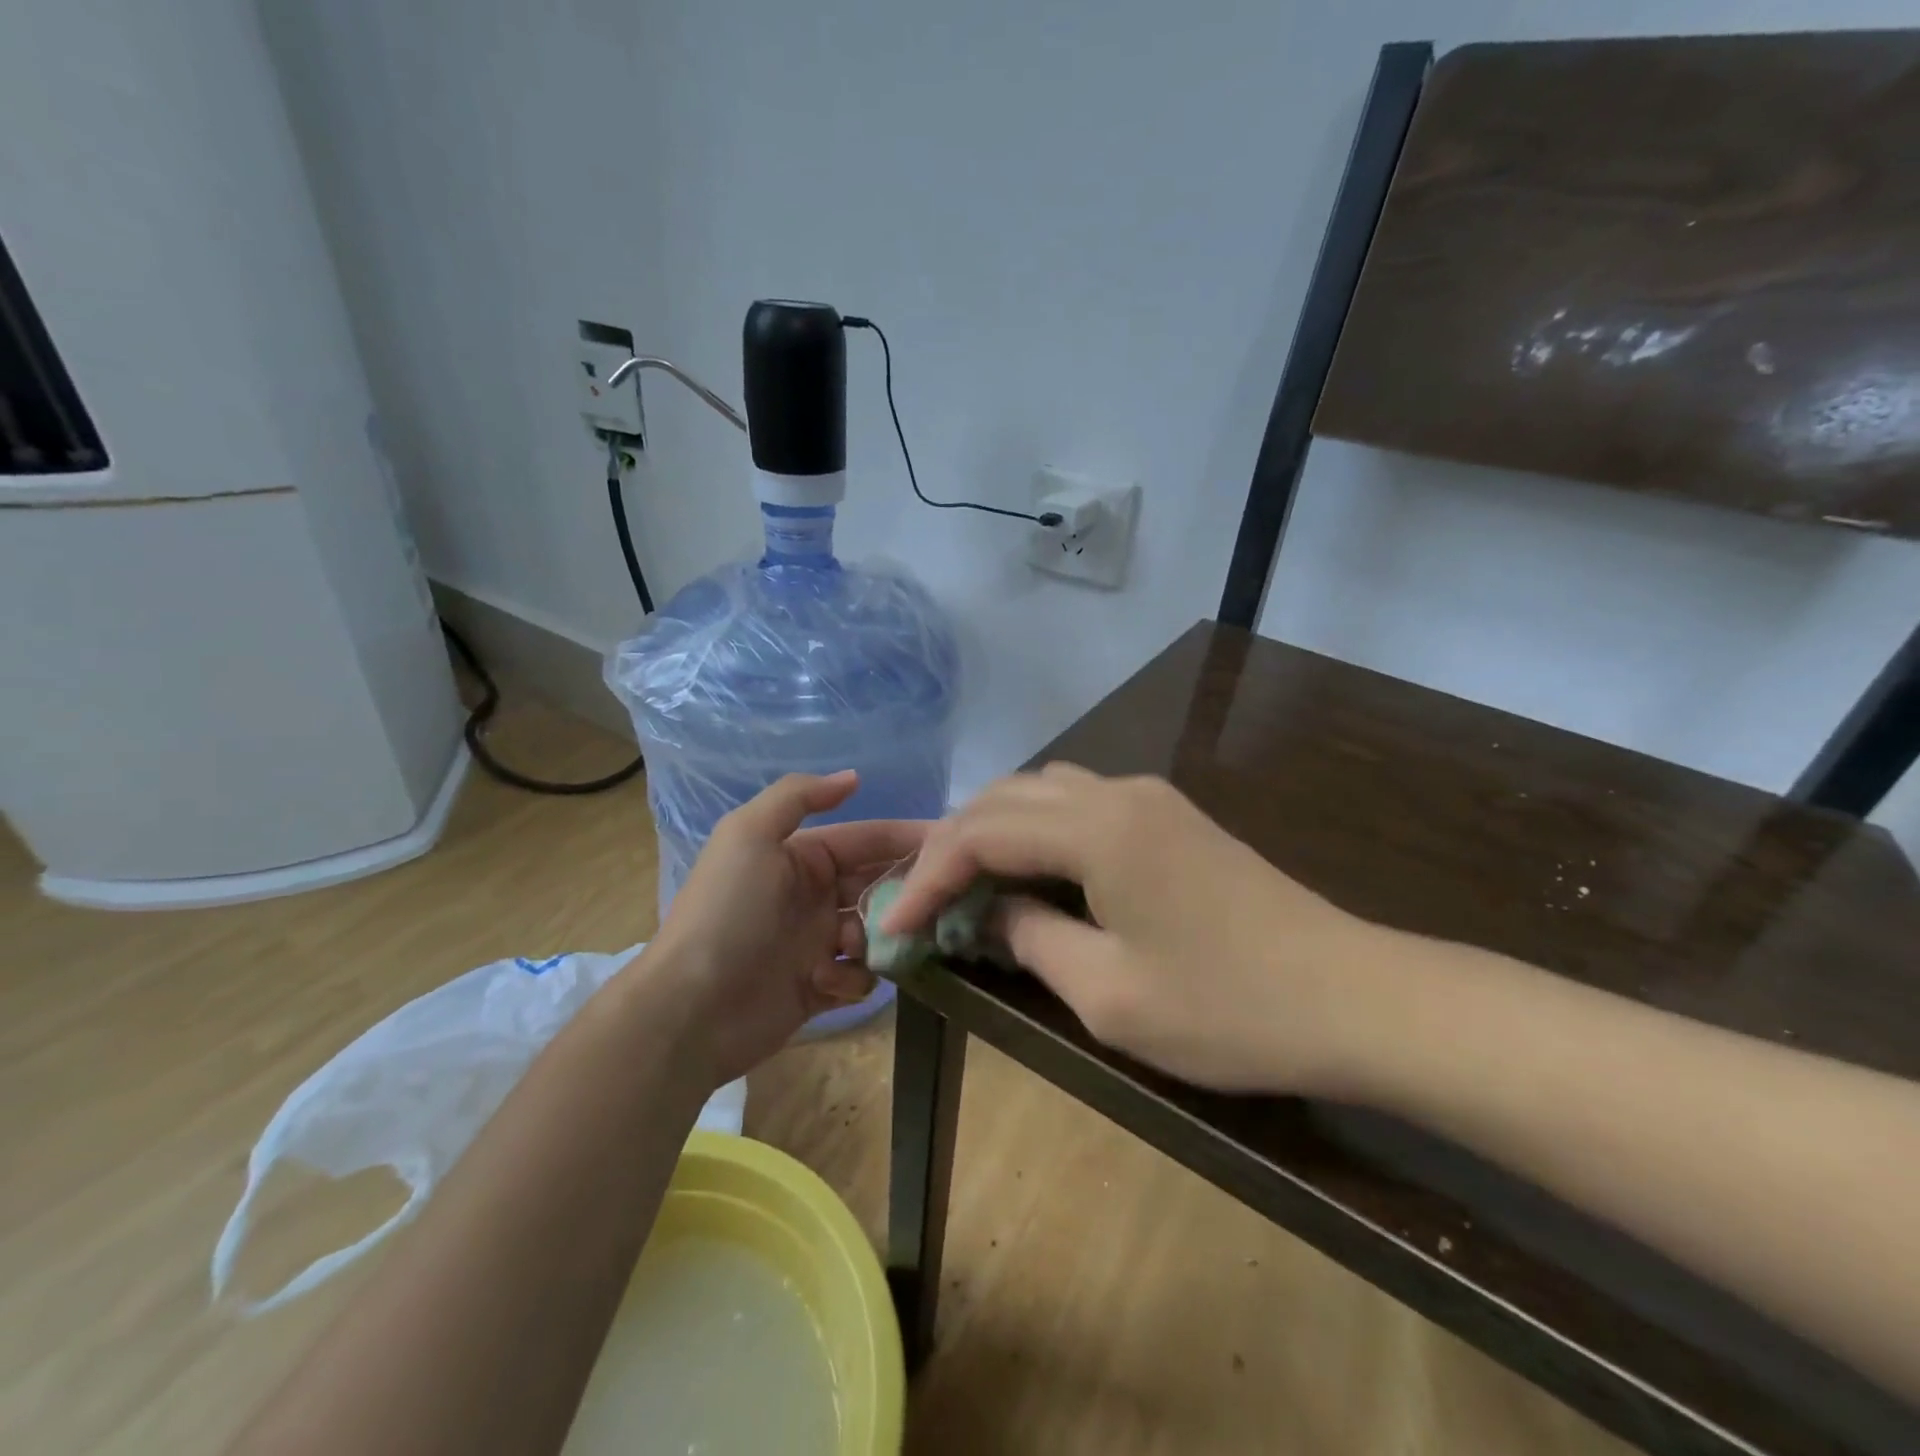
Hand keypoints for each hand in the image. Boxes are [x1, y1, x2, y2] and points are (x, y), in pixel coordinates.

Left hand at [647, 771, 924, 1086]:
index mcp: (800, 858)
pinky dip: (850, 977)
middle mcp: (812, 897)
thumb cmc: (727, 912)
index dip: (904, 839)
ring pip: (874, 932)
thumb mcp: (749, 835)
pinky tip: (826, 981)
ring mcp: (814, 945)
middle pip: (876, 886)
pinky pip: (857, 976)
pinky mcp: (817, 989)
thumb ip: (798, 797)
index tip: (950, 843)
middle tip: (934, 901)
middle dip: (902, 892)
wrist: (690, 1007)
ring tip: (864, 946)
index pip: (864, 840)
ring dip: (879, 937)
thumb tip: (853, 777)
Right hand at [882, 763, 1383, 1093]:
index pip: (982, 832)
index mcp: (1097, 828)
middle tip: (924, 898)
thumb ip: (1032, 939)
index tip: (897, 922)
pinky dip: (1038, 829)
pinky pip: (1081, 803)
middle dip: (954, 844)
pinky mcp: (1172, 816)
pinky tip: (1032, 871)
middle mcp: (1117, 792)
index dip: (929, 875)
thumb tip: (993, 912)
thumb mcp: (1108, 993)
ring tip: (968, 883)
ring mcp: (1150, 798)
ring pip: (1043, 790)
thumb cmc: (1229, 1009)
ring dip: (995, 829)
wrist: (1356, 998)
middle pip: (1007, 796)